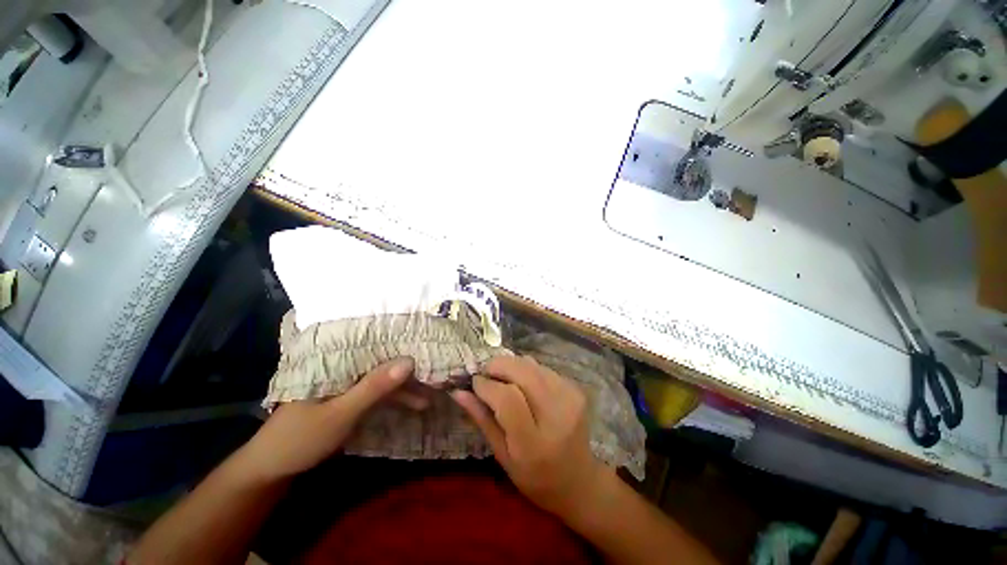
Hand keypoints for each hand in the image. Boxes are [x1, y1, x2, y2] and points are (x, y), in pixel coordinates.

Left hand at [237, 357, 415, 482]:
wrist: (272, 469)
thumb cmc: (301, 437)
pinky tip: (413, 405)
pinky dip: (394, 399)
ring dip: (404, 389)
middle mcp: (345, 367)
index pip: (375, 344)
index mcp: (337, 361)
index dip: (402, 344)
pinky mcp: (349, 399)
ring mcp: (348, 384)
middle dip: (408, 371)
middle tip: (435, 376)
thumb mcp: (340, 413)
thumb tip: (409, 360)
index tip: (429, 347)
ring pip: (383, 380)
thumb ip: (373, 387)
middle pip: (383, 362)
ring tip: (429, 397)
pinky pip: (377, 394)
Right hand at [452, 355, 607, 516]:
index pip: (508, 399)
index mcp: (534, 443)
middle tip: (485, 372)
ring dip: (512, 365)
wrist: (578, 480)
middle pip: (523, 372)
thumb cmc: (534, 477)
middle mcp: (557, 415)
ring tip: (501, 378)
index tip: (474, 382)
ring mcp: (570, 398)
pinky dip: (527, 369)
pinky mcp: (576, 389)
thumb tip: (458, 391)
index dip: (487, 385)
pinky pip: (543, 368)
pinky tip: (522, 382)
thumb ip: (481, 419)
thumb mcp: (502, 455)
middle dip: (498, 365)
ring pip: (532, 365)